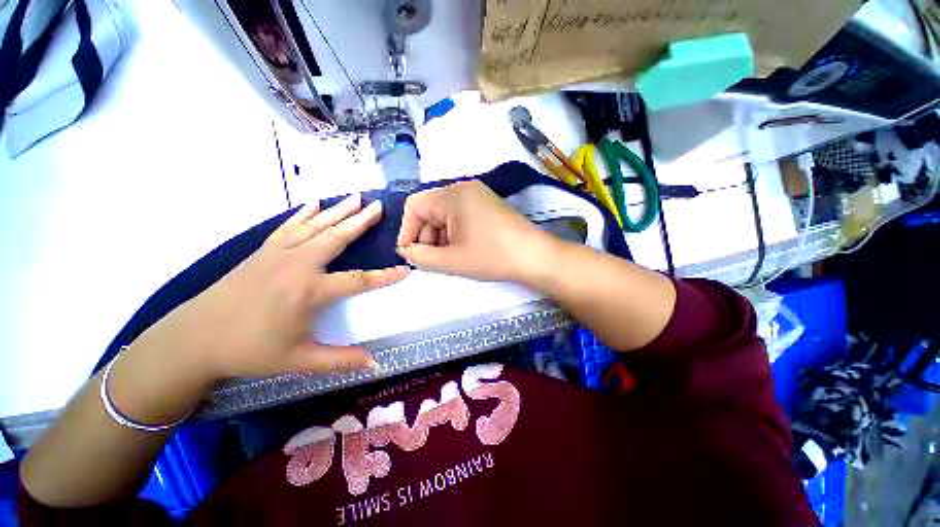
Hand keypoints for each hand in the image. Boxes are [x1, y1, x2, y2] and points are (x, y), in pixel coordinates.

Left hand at [130, 195, 408, 384]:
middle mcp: (297, 265)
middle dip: (360, 221)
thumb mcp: (299, 360)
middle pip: (337, 238)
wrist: (195, 338)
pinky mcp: (263, 251)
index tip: (406, 269)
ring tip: (355, 198)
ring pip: (315, 226)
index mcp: (309, 291)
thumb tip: (375, 366)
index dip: (385, 276)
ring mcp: (278, 255)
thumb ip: (340, 361)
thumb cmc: (250, 350)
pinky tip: (314, 204)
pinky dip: (303, 214)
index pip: (359, 280)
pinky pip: (289, 227)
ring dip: (338, 211)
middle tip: (378, 206)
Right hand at [396, 180, 556, 282]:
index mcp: (452, 195)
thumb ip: (421, 257)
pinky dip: (454, 233)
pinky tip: (461, 250)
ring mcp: (478, 195)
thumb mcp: (451, 260)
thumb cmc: (491, 256)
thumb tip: (406, 251)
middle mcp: (463, 189)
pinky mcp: (487, 205)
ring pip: (445, 214)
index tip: (410, 253)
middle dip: (426, 236)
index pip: (414, 205)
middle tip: (431, 260)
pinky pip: (460, 216)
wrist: (535, 256)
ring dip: (440, 236)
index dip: (407, 230)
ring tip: (447, 258)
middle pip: (430, 210)